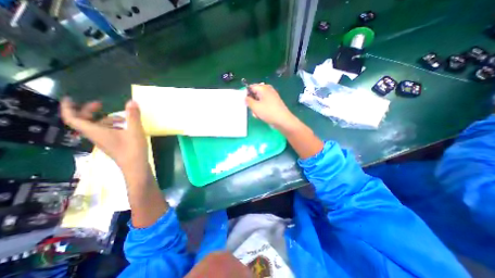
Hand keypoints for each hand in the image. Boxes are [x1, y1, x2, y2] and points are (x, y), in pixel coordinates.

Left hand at [60, 97, 145, 171]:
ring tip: (124, 118)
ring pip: (99, 127)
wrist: (135, 166)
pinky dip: (114, 126)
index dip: (69, 108)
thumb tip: (132, 101)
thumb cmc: (132, 148)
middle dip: (90, 111)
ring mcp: (105, 141)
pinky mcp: (113, 145)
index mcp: (96, 132)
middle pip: (85, 122)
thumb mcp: (135, 130)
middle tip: (101, 104)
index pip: (73, 119)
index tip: (71, 98)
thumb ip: (133, 116)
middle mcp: (97, 136)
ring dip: (108, 119)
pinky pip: (107, 132)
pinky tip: (127, 127)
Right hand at [244, 83, 294, 129]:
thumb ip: (248, 101)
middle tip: (252, 110)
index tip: (245, 102)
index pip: (251, 87)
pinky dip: (262, 109)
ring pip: (259, 101)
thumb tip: (245, 98)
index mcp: (263, 88)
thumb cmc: (268, 112)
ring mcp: (271, 97)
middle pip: (255, 94)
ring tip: (258, 114)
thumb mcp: (255, 107)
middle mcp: (268, 90)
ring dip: (256, 108)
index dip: (246, 94)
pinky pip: (264, 104)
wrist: (283, 120)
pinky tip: (262, 116)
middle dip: (252, 103)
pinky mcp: (274, 103)